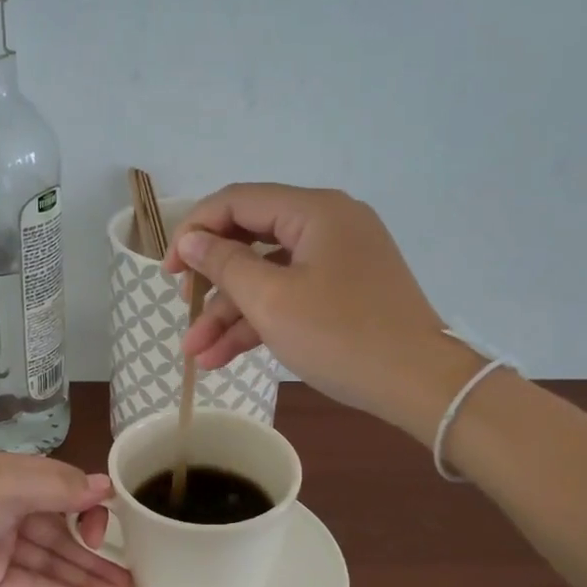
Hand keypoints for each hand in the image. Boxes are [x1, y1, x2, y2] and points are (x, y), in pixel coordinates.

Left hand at [0, 456, 128, 586]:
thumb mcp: (6, 487)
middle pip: (62, 530)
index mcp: (14, 476)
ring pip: (51, 560)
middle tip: (131, 578)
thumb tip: (105, 484)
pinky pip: (31, 585)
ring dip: (84, 578)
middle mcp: (10, 507)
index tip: (107, 532)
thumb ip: (58, 486)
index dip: (90, 509)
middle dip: (96, 552)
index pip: (66, 489)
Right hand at [162, 184, 484, 441]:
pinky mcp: (344, 291)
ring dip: (230, 313)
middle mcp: (328, 224)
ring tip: (196, 353)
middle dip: (211, 281)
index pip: (238, 202)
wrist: (418, 384)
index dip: (195, 231)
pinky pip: (291, 295)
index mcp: (314, 211)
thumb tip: (191, 240)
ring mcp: (338, 260)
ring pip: (269, 276)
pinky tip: (223, 355)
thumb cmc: (341, 336)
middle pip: (251, 240)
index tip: (168, 271)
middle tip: (182, 308)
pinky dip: (260, 321)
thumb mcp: (271, 301)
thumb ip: (224, 264)